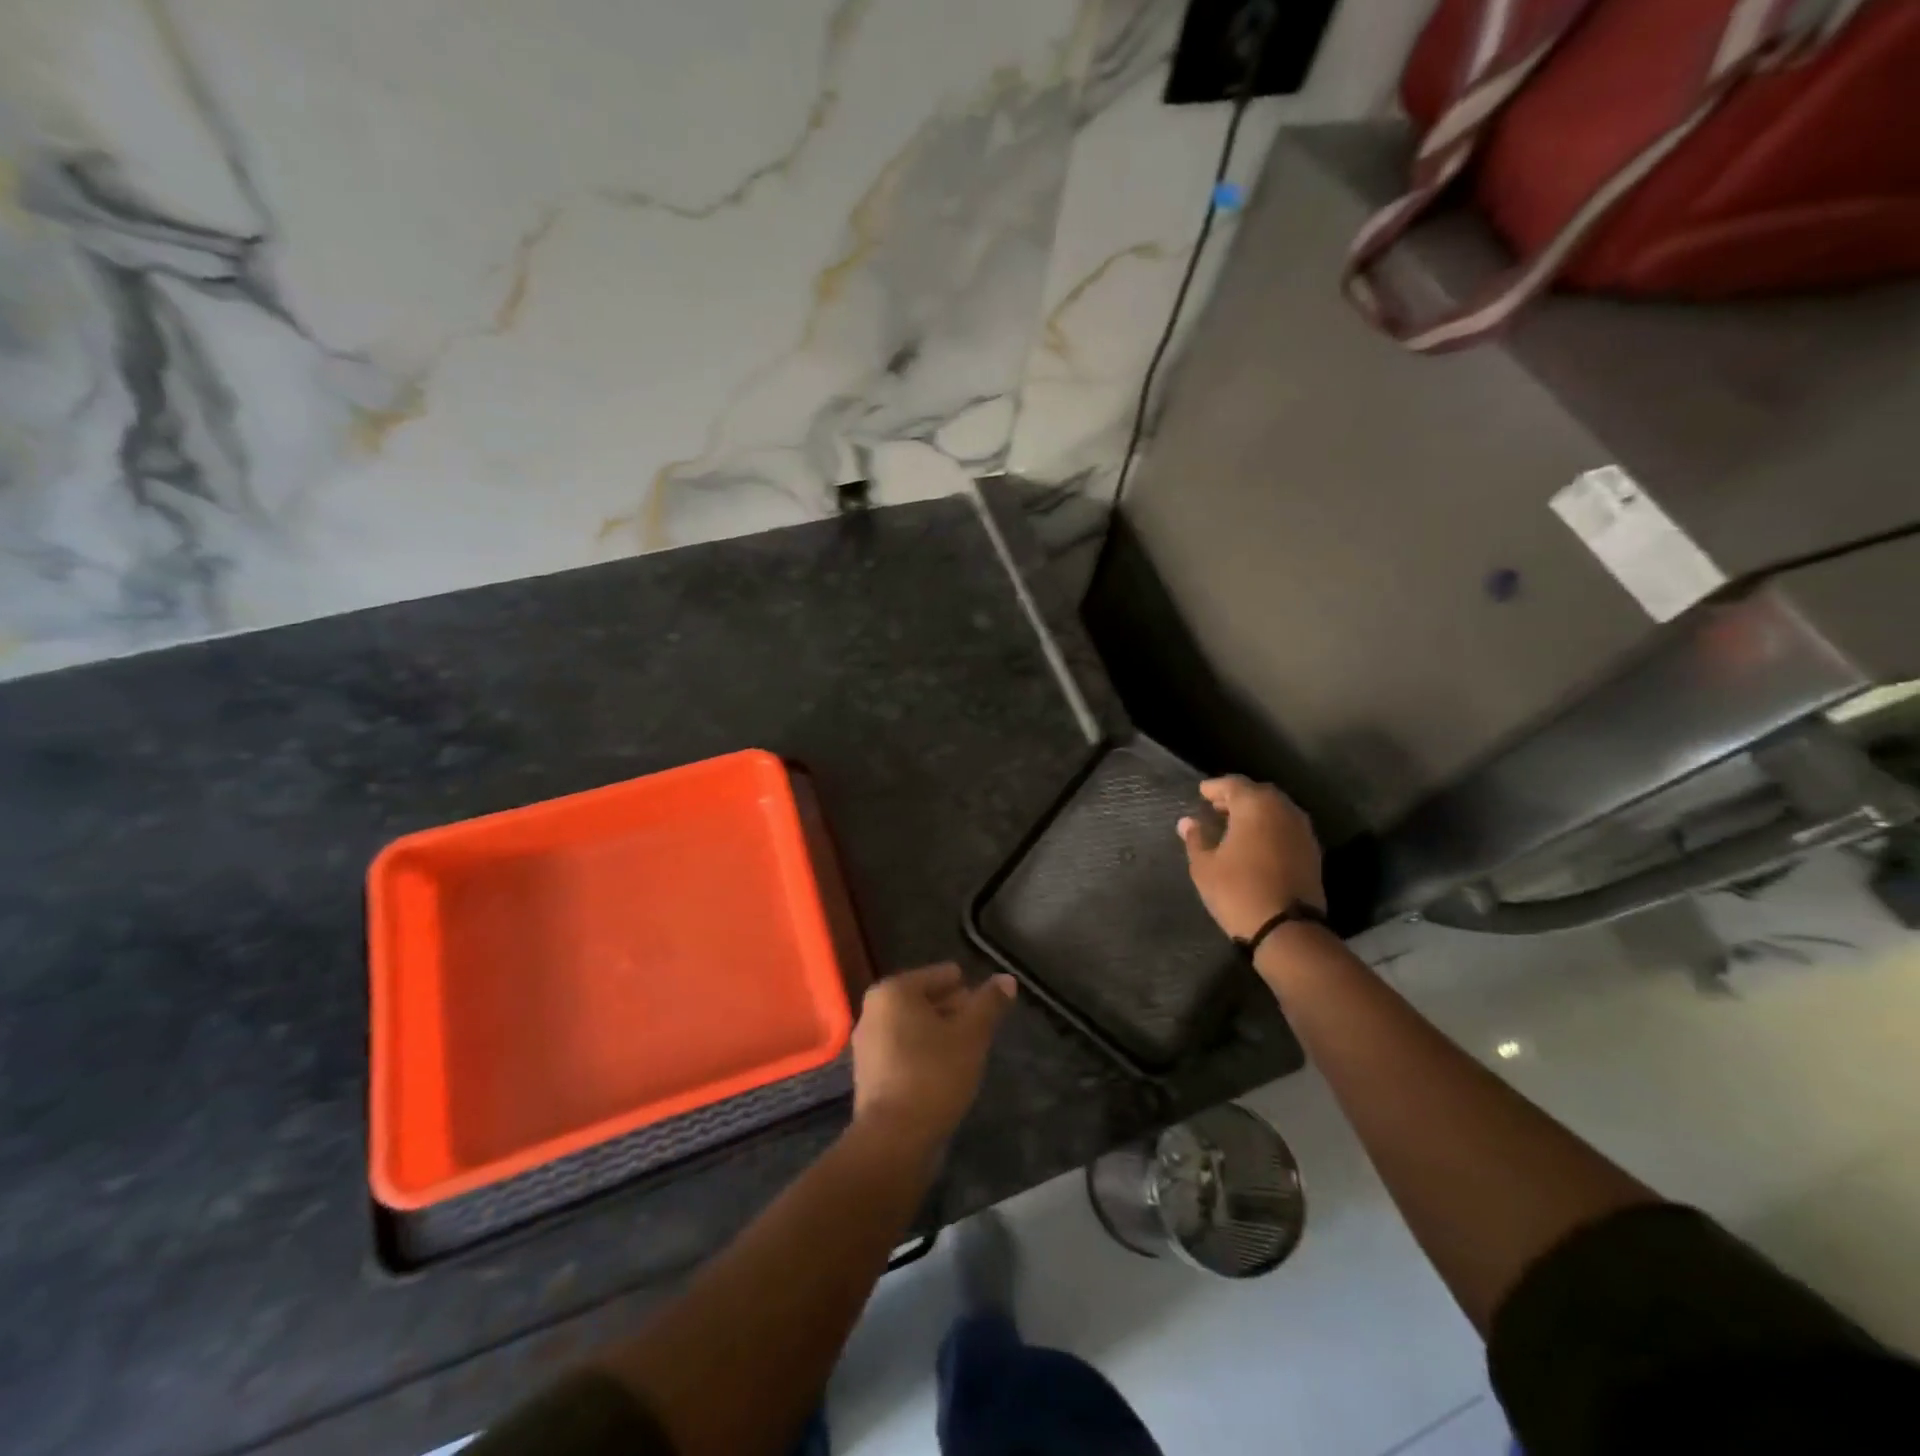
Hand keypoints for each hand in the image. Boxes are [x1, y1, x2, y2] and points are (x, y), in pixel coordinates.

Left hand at [851, 964, 1015, 1152]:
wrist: (893, 1139)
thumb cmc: (933, 1074)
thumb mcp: (971, 1035)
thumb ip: (989, 1003)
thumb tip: (1007, 978)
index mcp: (893, 991)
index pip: (938, 975)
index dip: (965, 985)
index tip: (986, 999)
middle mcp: (873, 1010)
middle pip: (923, 999)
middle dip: (952, 1008)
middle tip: (981, 1022)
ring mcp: (867, 1044)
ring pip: (913, 1026)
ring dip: (939, 1032)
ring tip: (969, 1045)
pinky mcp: (869, 1074)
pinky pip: (903, 1050)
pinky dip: (924, 1052)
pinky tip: (947, 1068)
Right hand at [1177, 775, 1324, 939]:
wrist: (1287, 929)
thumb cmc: (1238, 891)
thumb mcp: (1205, 866)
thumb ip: (1196, 839)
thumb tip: (1187, 822)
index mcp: (1255, 806)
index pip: (1233, 784)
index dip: (1215, 787)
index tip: (1201, 793)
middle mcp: (1283, 810)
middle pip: (1258, 793)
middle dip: (1237, 797)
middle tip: (1217, 807)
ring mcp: (1302, 830)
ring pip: (1275, 809)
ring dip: (1256, 813)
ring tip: (1234, 825)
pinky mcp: (1312, 851)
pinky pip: (1286, 827)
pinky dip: (1270, 827)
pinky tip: (1256, 843)